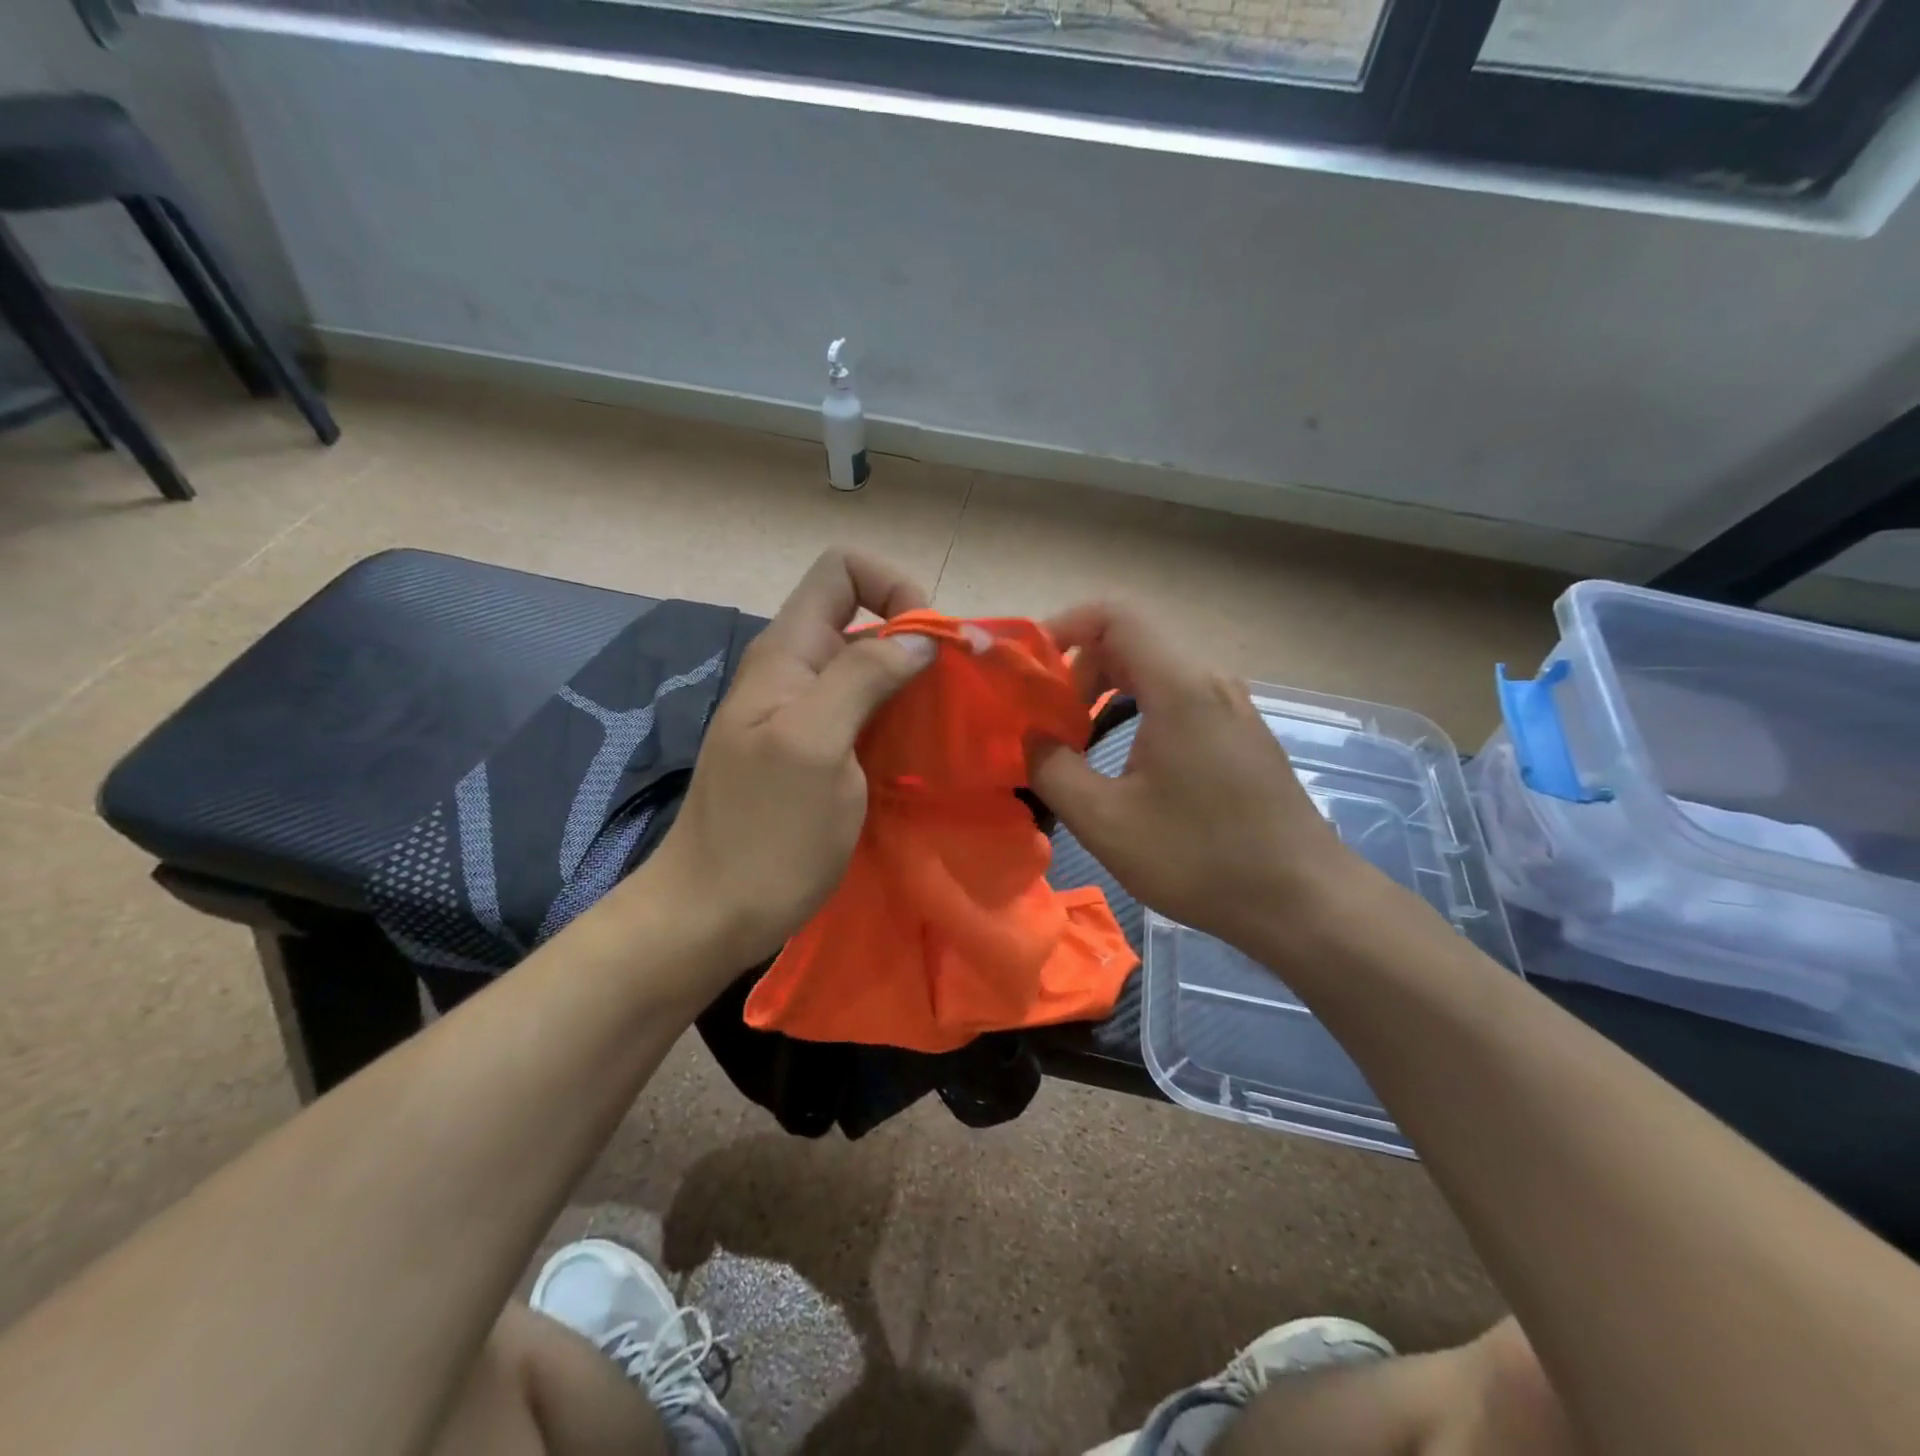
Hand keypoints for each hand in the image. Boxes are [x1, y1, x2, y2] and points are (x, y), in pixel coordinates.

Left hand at [644, 549, 937, 972]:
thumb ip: (862, 677)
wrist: (713, 914)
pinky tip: (923, 754)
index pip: (842, 571)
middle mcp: (796, 673)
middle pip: (864, 619)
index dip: (893, 587)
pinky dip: (902, 721)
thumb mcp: (815, 745)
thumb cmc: (765, 833)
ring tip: (948, 725)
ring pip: (870, 670)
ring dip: (915, 686)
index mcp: (788, 654)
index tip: (931, 645)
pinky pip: (868, 716)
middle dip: (916, 642)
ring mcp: (805, 717)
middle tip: (955, 693)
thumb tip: (920, 638)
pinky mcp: (818, 755)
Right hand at [1029, 603, 1372, 960]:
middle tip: (1048, 721)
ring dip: (1106, 694)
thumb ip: (1052, 769)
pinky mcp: (1241, 734)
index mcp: (1179, 688)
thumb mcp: (1106, 821)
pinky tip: (1127, 763)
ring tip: (1078, 744)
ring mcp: (1232, 707)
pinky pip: (1178, 699)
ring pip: (1155, 673)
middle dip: (1078, 671)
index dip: (1064, 626)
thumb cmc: (1200, 858)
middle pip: (1132, 642)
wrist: (1302, 901)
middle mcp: (1209, 682)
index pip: (1115, 616)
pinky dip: (1138, 711)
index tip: (1030, 668)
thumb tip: (1032, 738)